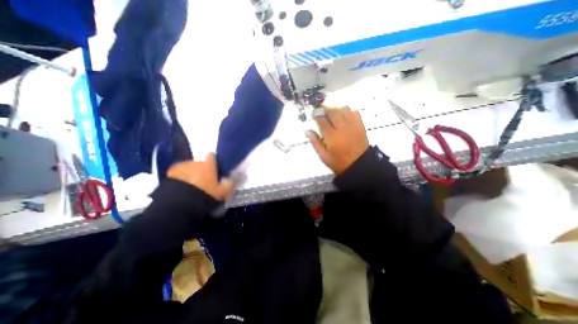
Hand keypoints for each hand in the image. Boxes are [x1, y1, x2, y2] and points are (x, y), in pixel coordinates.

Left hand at [169, 154, 235, 200]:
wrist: (179, 204)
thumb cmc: (205, 195)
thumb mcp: (222, 192)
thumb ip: (229, 184)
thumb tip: (232, 178)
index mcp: (208, 165)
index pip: (212, 156)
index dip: (213, 161)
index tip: (215, 168)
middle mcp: (195, 162)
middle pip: (200, 163)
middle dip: (202, 170)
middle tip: (203, 182)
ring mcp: (181, 167)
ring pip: (189, 167)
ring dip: (191, 173)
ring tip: (190, 186)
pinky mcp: (169, 173)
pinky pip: (178, 172)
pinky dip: (180, 177)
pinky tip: (180, 187)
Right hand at [306, 106, 369, 174]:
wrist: (359, 165)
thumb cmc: (338, 162)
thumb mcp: (323, 156)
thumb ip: (315, 142)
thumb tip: (307, 130)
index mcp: (332, 137)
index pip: (322, 120)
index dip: (316, 115)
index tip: (313, 114)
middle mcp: (342, 128)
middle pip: (333, 111)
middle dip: (325, 107)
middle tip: (321, 107)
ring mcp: (353, 125)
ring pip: (344, 109)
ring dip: (336, 107)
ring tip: (331, 109)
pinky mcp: (360, 125)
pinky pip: (354, 112)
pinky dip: (348, 109)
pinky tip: (343, 112)